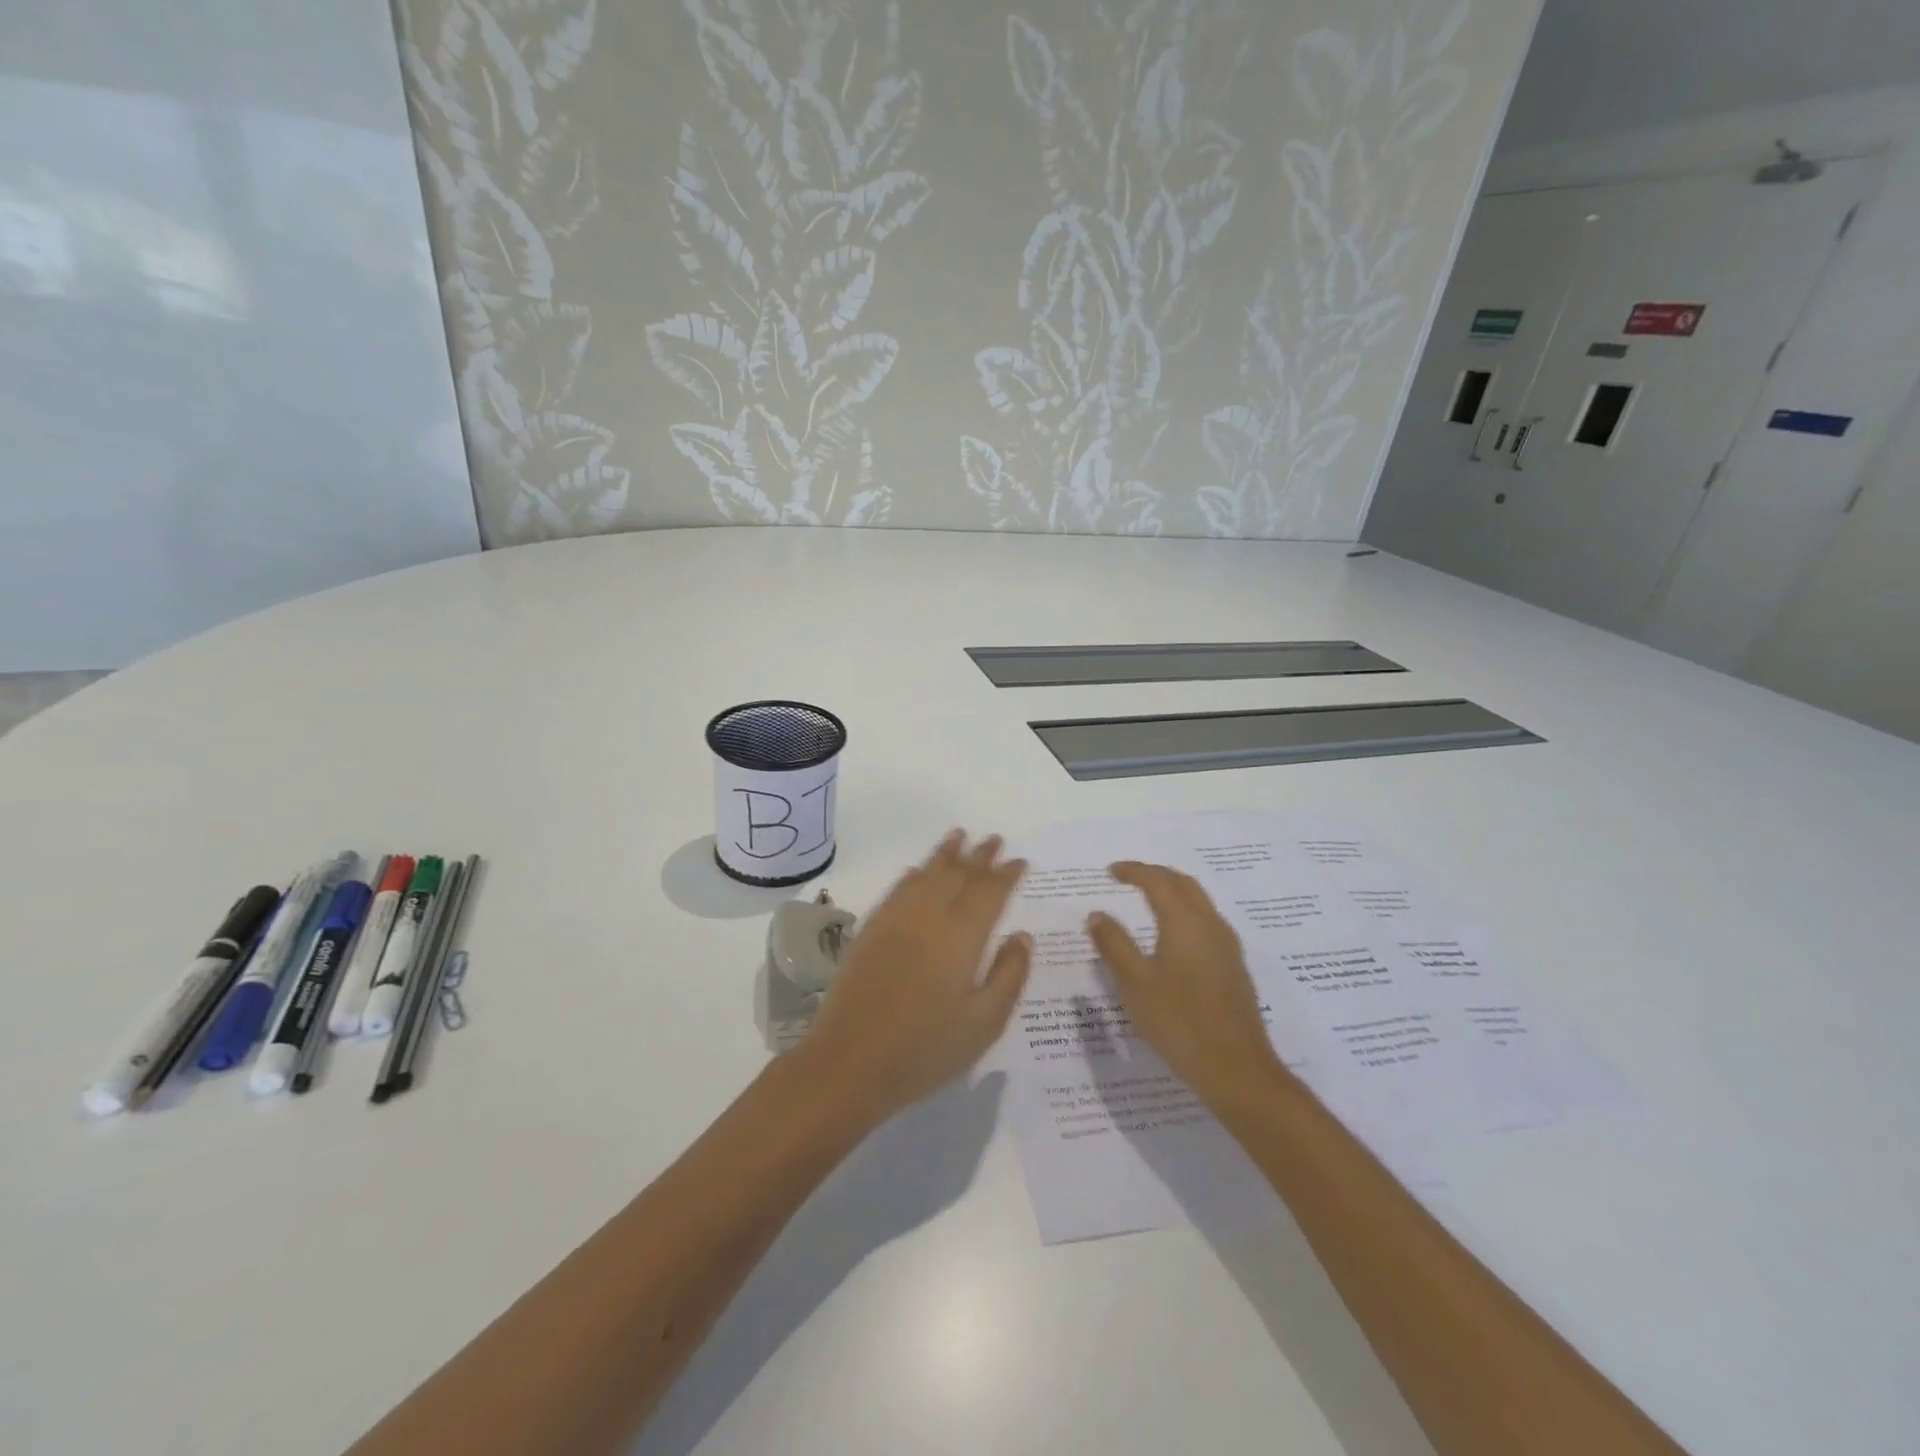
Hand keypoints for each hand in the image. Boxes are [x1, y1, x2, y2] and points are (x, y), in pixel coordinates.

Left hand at [803, 831, 1030, 1120]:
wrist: (850, 1061)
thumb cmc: (926, 1049)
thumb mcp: (984, 1024)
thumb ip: (1009, 975)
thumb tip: (1022, 937)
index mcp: (962, 936)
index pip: (989, 892)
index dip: (1006, 874)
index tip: (1020, 861)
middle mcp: (929, 916)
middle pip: (958, 874)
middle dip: (979, 855)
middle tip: (995, 839)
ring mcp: (895, 920)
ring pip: (926, 874)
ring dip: (945, 854)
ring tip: (959, 835)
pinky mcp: (870, 930)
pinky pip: (897, 890)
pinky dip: (913, 874)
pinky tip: (917, 871)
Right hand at [1086, 862, 1286, 1109]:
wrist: (1237, 1069)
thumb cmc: (1179, 1022)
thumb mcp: (1134, 983)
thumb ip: (1114, 944)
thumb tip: (1097, 914)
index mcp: (1185, 922)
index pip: (1158, 881)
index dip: (1133, 871)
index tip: (1110, 871)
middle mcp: (1210, 925)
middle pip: (1184, 884)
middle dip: (1156, 875)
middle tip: (1128, 878)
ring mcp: (1227, 946)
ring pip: (1199, 902)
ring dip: (1173, 892)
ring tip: (1147, 900)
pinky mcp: (1233, 967)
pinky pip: (1206, 922)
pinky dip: (1184, 912)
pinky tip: (1172, 936)